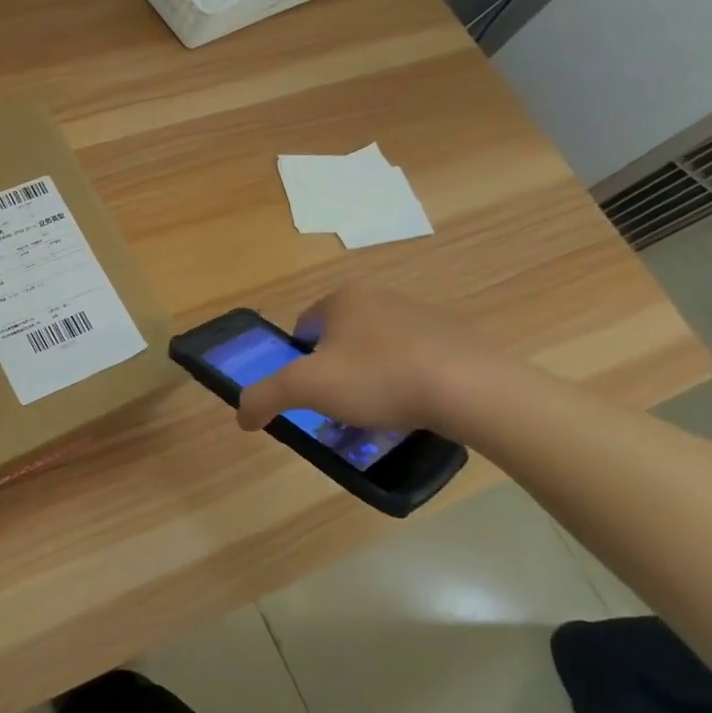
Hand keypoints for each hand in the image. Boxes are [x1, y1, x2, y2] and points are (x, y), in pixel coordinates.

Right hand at [236, 284, 491, 435]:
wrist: (470, 390)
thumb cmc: (377, 378)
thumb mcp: (305, 388)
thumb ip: (264, 397)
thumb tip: (241, 416)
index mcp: (344, 298)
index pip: (305, 324)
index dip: (298, 357)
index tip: (306, 389)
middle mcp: (382, 297)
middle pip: (342, 337)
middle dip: (336, 369)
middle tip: (338, 405)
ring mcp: (424, 316)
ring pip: (380, 349)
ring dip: (371, 376)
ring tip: (377, 414)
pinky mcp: (457, 340)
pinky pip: (417, 361)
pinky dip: (407, 381)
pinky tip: (412, 409)